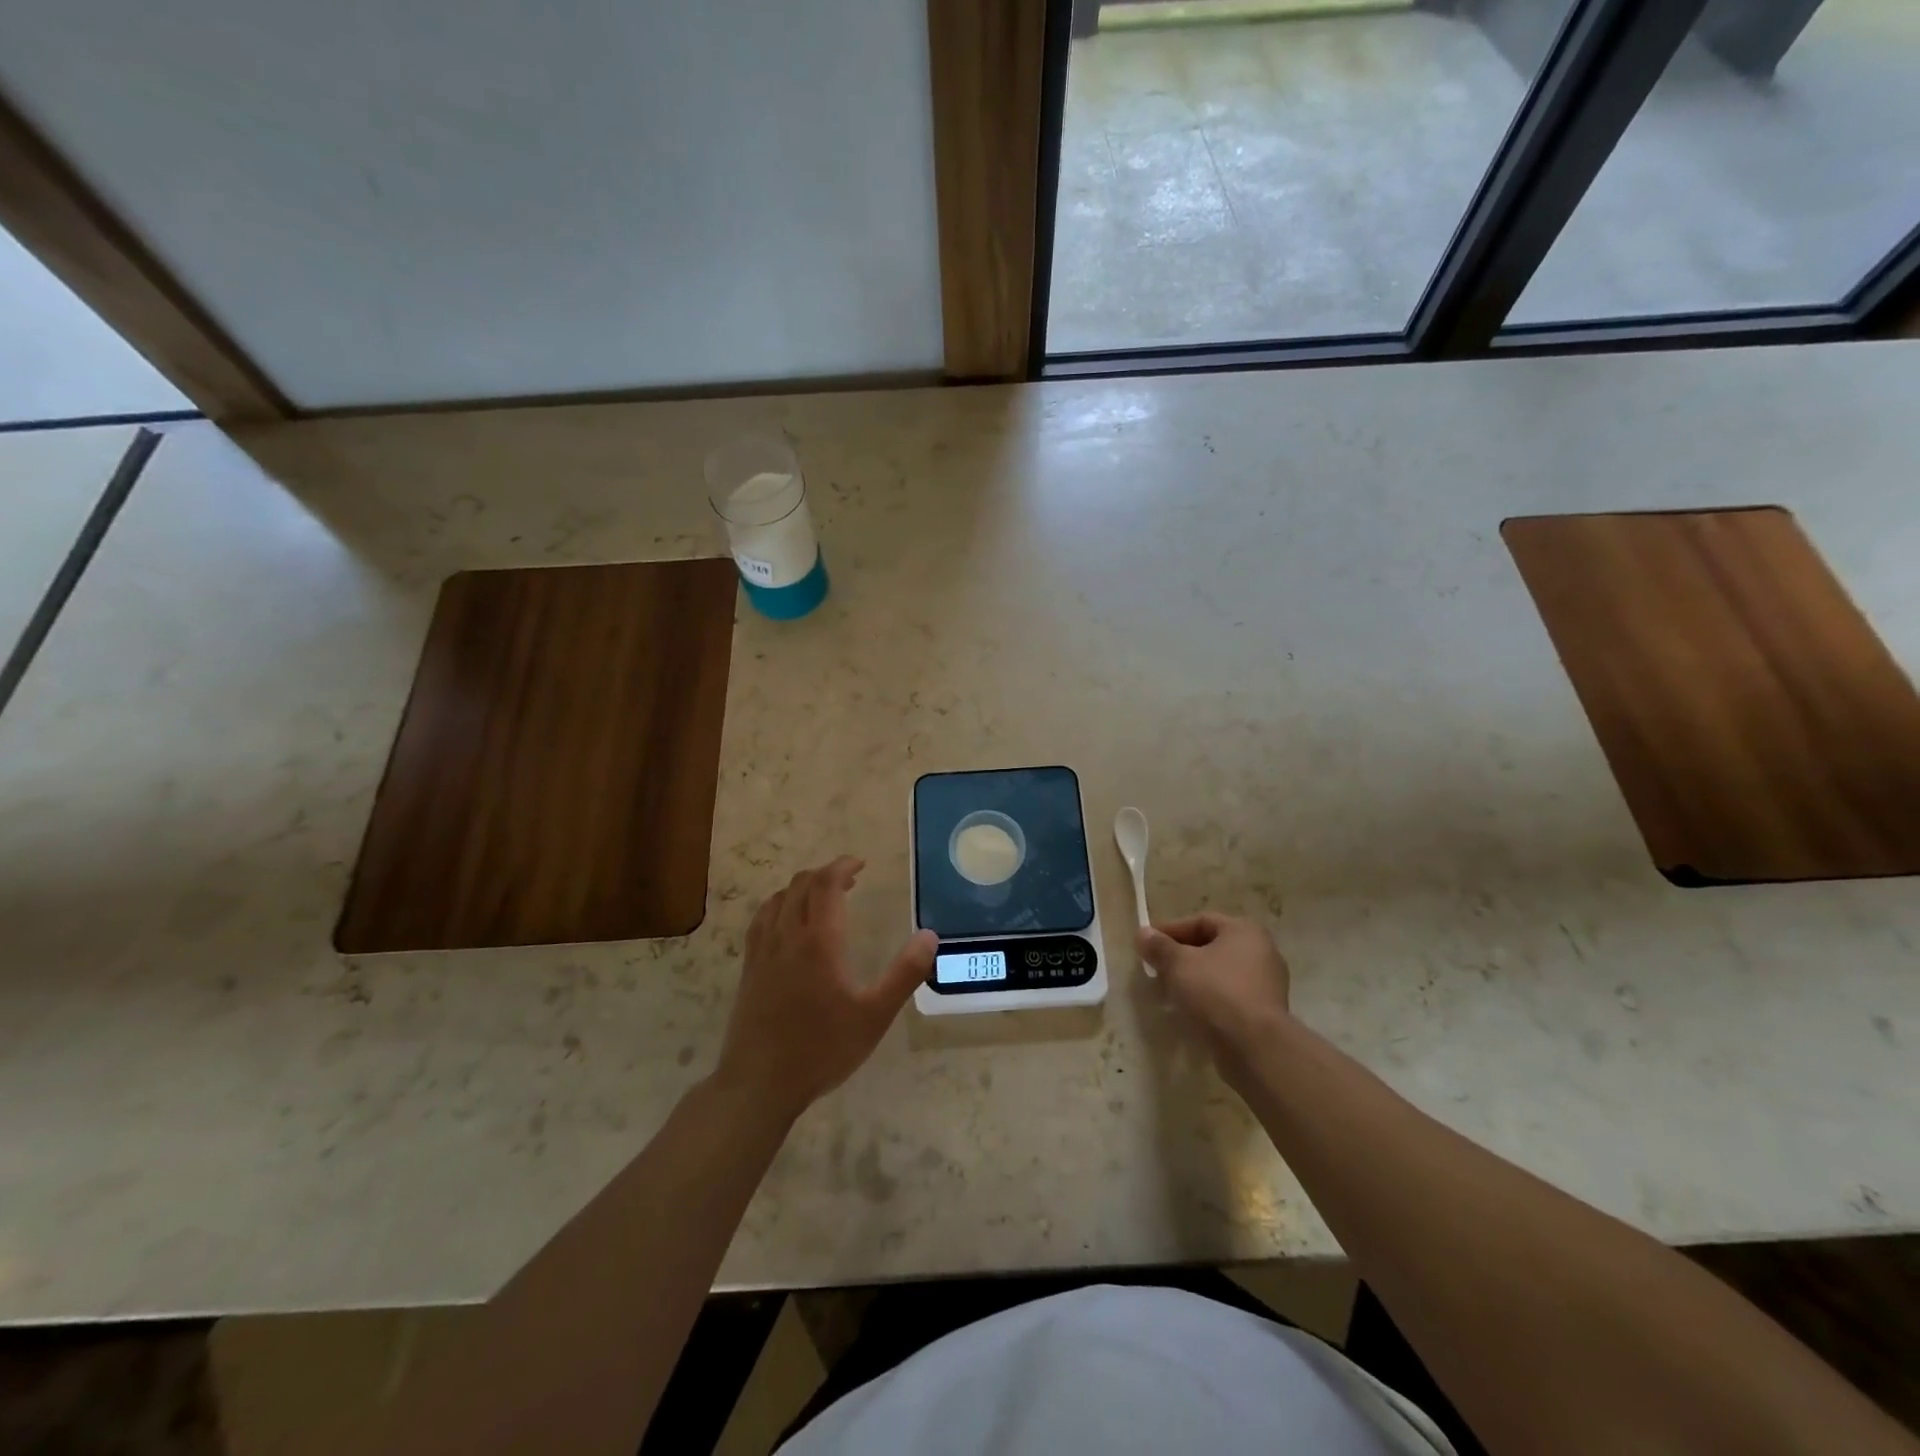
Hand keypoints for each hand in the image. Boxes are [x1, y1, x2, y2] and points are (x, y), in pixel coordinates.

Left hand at [715, 856, 936, 1121]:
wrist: (759, 1083)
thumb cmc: (822, 1049)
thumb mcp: (875, 1016)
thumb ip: (905, 974)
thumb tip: (929, 936)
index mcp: (819, 941)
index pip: (826, 884)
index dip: (842, 866)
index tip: (860, 863)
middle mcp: (787, 936)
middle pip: (801, 885)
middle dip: (825, 873)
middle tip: (850, 880)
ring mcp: (763, 951)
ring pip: (778, 899)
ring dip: (801, 887)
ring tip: (822, 897)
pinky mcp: (749, 968)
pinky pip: (761, 920)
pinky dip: (779, 906)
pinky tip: (787, 922)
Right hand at [1138, 914, 1291, 1083]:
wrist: (1255, 1047)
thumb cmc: (1216, 991)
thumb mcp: (1178, 964)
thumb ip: (1159, 946)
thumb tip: (1143, 934)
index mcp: (1245, 930)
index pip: (1201, 921)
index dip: (1171, 930)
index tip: (1147, 943)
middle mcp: (1262, 951)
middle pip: (1212, 947)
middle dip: (1181, 956)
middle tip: (1156, 967)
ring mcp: (1267, 984)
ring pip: (1220, 973)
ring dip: (1194, 978)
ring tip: (1168, 990)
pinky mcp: (1265, 1012)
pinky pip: (1230, 996)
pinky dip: (1209, 998)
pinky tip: (1189, 1010)